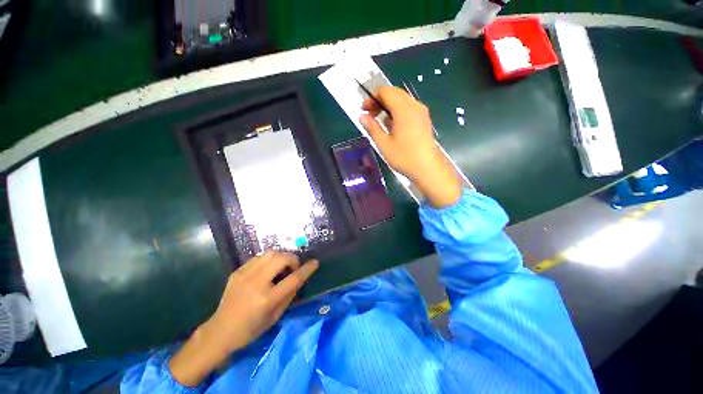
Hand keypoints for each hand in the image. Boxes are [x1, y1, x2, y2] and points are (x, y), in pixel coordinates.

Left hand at [169, 252, 318, 386]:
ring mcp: (244, 275)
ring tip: (282, 266)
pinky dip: (268, 259)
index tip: (315, 262)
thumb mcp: (275, 316)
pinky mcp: (237, 272)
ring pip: (269, 253)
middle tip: (293, 267)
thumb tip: (300, 277)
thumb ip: (290, 295)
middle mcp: (256, 283)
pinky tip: (268, 268)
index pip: (293, 279)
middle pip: (281, 259)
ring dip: (281, 256)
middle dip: (293, 259)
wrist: (220, 331)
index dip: (307, 269)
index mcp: (266, 299)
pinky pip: (258, 257)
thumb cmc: (251, 329)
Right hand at [360, 86, 462, 207]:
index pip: (385, 91)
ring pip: (402, 100)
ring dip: (388, 106)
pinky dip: (397, 111)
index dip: (372, 98)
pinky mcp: (424, 120)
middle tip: (370, 115)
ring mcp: (421, 112)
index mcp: (403, 109)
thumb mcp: (384, 144)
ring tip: (379, 122)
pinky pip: (408, 108)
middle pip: (394, 93)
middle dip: (379, 101)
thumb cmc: (404, 157)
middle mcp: (414, 106)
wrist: (428, 168)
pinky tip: (393, 126)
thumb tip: (362, 116)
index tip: (364, 111)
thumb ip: (372, 128)